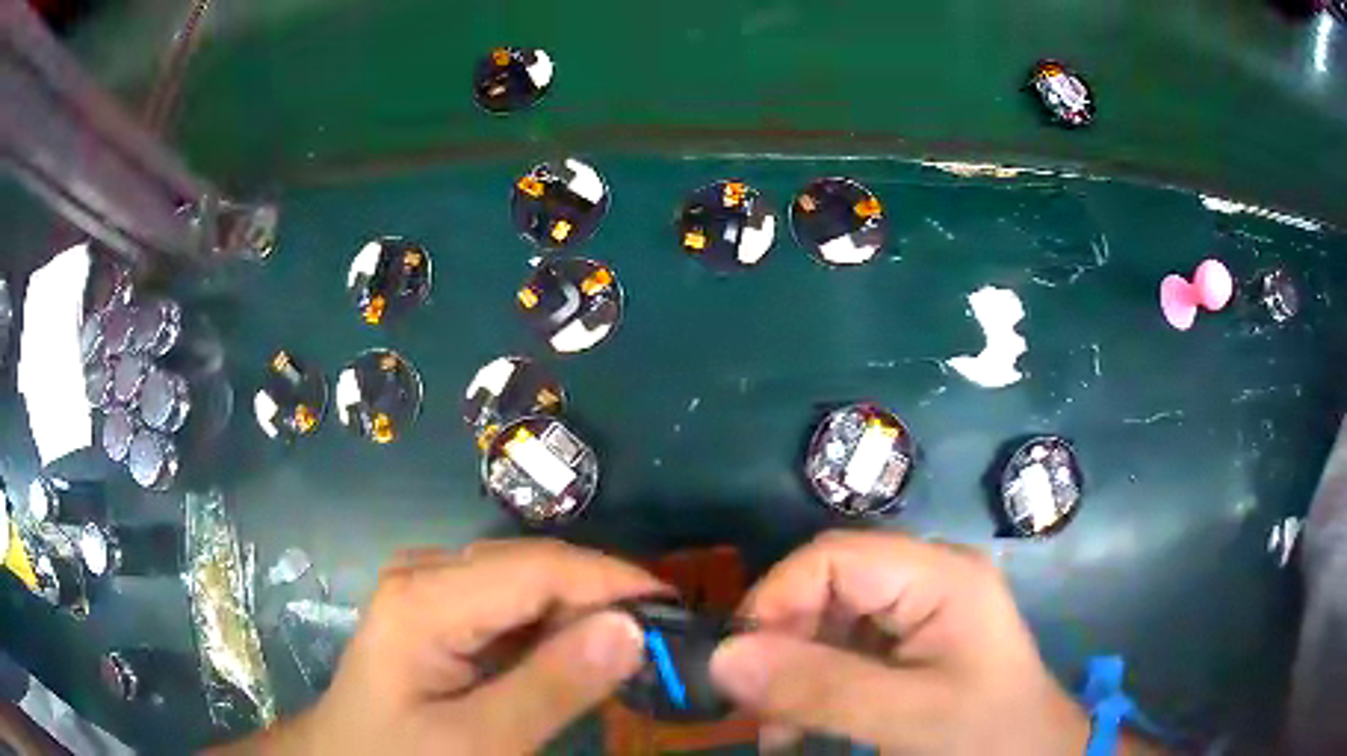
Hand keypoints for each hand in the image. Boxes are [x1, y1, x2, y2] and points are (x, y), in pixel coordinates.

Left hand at [217, 539, 665, 754]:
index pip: (536, 567)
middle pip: (530, 564)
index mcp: (425, 598)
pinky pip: (506, 599)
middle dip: (599, 593)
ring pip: (523, 578)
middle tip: (658, 636)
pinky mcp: (435, 606)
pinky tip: (573, 651)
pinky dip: (550, 622)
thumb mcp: (479, 742)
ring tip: (628, 644)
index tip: (674, 609)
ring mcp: (427, 586)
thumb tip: (631, 628)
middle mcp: (425, 573)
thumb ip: (551, 688)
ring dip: (578, 608)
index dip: (610, 580)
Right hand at [710, 531, 1089, 754]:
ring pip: (829, 621)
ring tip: (777, 728)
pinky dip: (813, 684)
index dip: (777, 599)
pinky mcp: (912, 643)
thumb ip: (821, 688)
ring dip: (793, 670)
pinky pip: (844, 650)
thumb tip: (723, 658)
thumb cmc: (987, 737)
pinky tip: (802, 723)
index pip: (835, 557)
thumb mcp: (908, 718)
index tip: (739, 665)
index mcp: (941, 576)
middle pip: (828, 586)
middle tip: (755, 706)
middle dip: (782, 643)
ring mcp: (920, 612)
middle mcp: (928, 579)